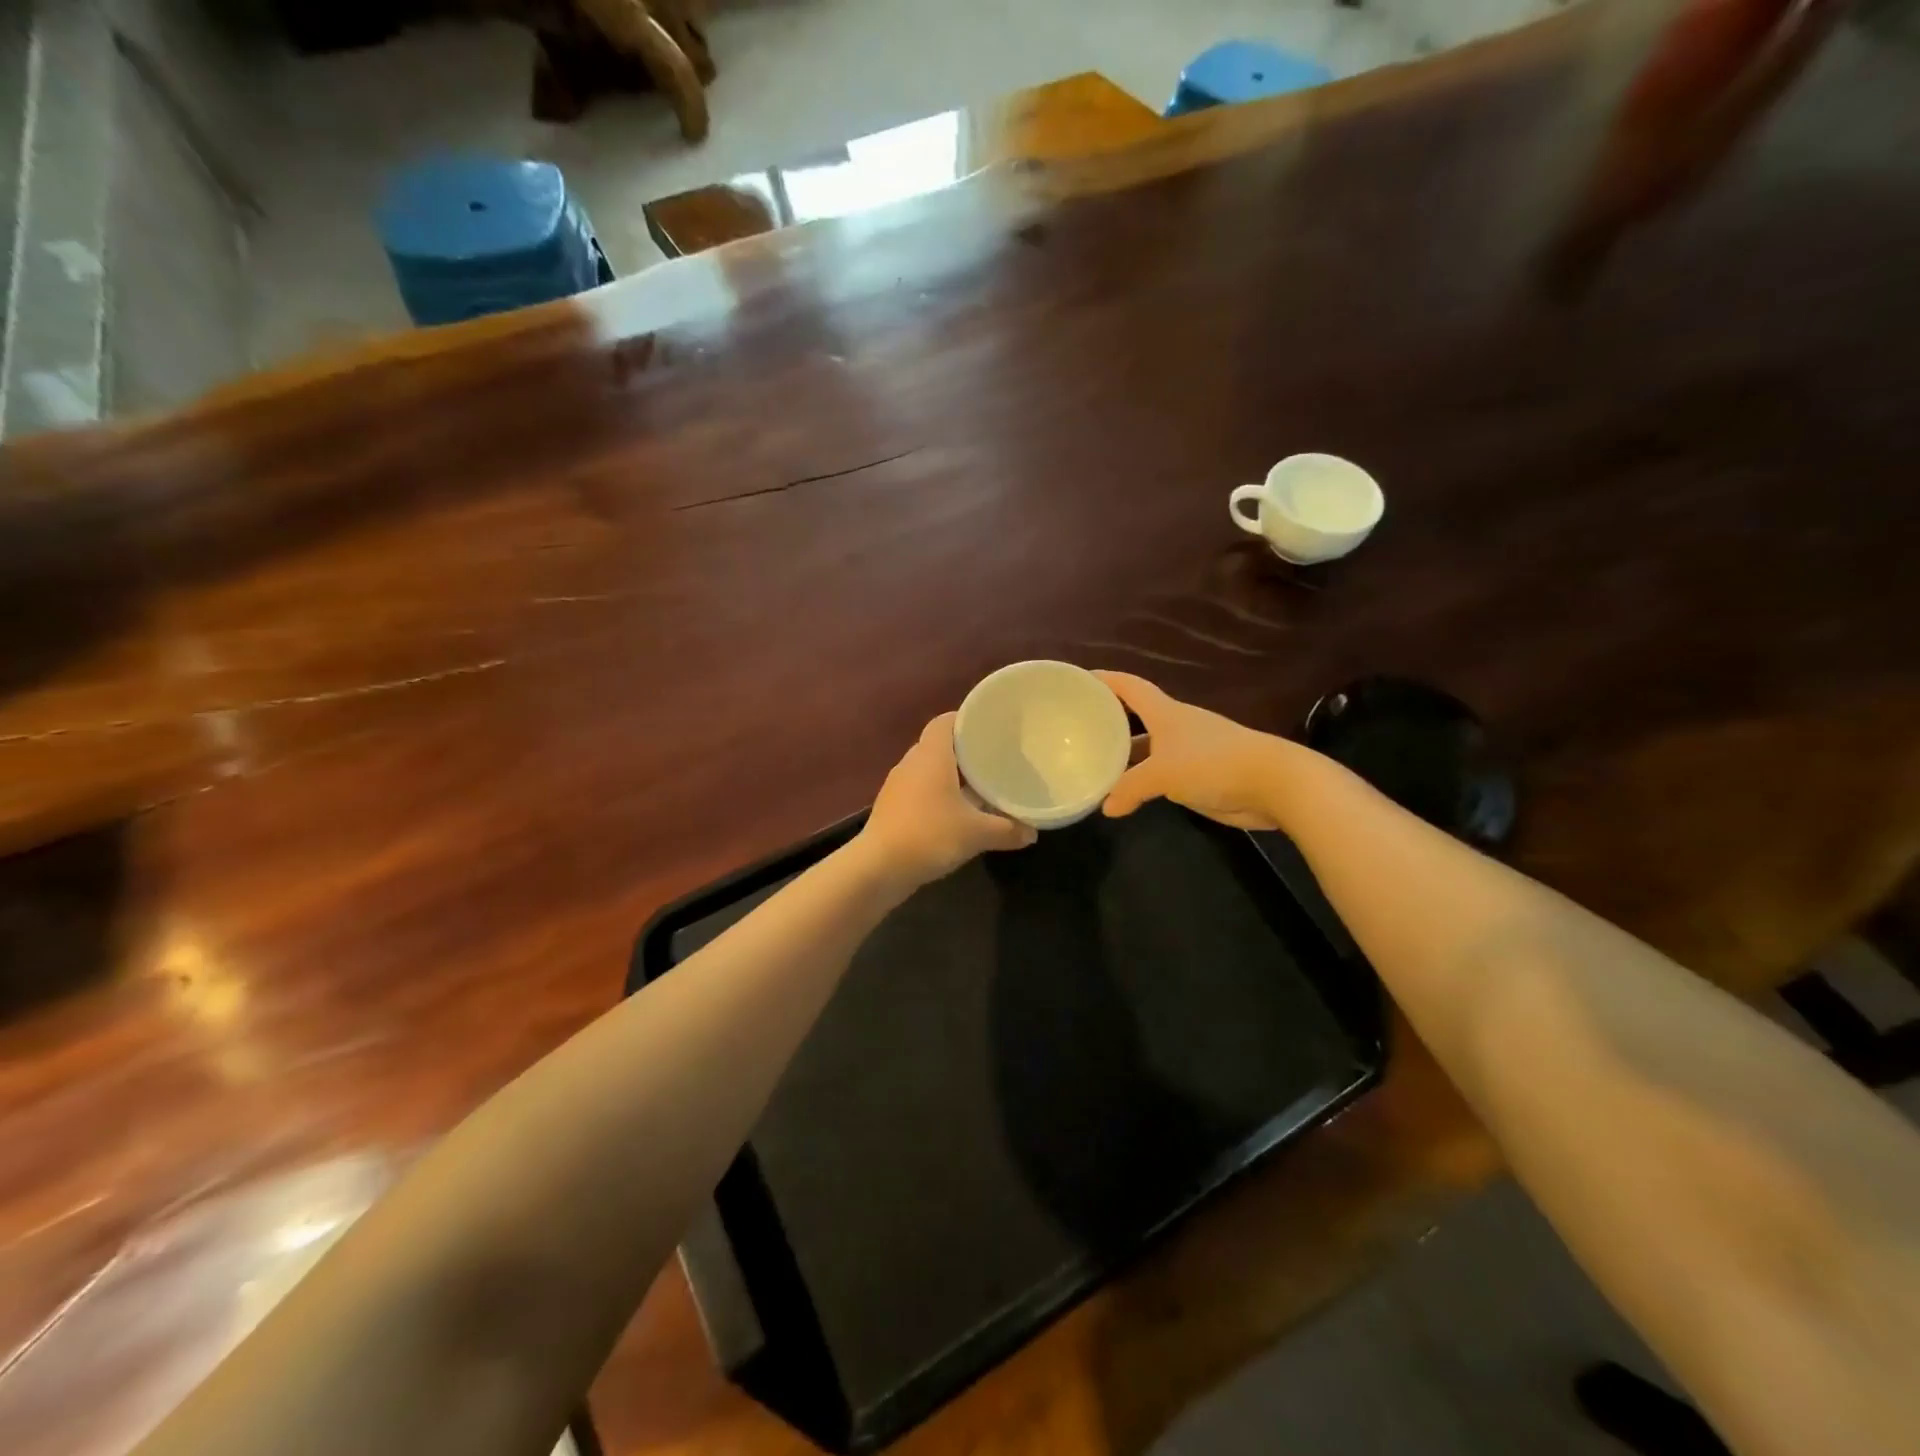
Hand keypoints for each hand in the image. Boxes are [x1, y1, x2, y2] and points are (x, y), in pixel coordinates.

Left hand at [861, 713, 1036, 886]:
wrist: (878, 868)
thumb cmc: (930, 836)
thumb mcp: (977, 834)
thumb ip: (1007, 830)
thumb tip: (1032, 833)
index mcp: (931, 755)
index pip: (946, 721)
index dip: (966, 720)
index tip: (990, 727)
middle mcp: (911, 762)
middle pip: (939, 744)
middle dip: (965, 750)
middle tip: (993, 758)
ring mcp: (897, 785)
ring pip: (928, 769)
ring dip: (951, 775)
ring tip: (979, 786)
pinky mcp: (891, 807)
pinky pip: (919, 790)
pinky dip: (938, 794)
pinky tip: (955, 813)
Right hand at [1096, 672, 1286, 830]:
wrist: (1273, 783)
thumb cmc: (1213, 763)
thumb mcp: (1163, 774)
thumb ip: (1130, 788)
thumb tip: (1107, 807)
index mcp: (1165, 713)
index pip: (1129, 687)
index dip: (1105, 680)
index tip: (1079, 679)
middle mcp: (1174, 726)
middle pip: (1135, 717)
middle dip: (1109, 720)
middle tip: (1077, 729)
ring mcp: (1188, 751)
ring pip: (1147, 748)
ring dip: (1124, 755)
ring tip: (1093, 765)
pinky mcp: (1198, 775)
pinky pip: (1160, 774)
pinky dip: (1142, 780)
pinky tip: (1125, 794)